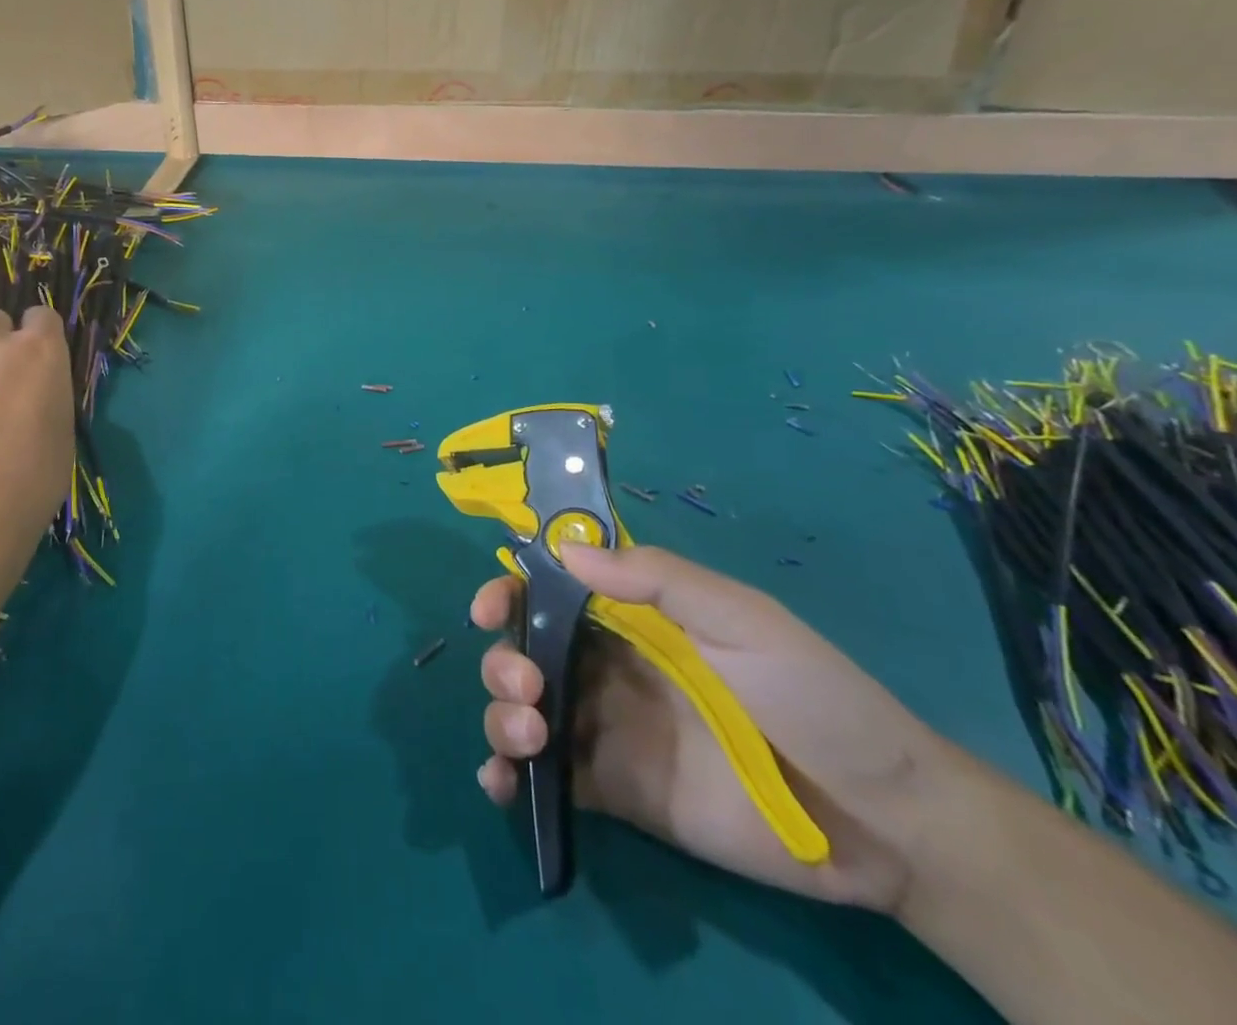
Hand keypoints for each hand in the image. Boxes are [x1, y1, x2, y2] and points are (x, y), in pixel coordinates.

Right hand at [473, 544, 950, 912]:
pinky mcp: (617, 794)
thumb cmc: (814, 696)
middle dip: (503, 662)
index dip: (510, 595)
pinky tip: (501, 784)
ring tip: (528, 734)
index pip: (550, 596)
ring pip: (523, 712)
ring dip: (500, 716)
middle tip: (527, 686)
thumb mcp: (743, 619)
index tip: (490, 610)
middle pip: (524, 653)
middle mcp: (607, 670)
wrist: (884, 820)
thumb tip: (565, 553)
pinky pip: (549, 780)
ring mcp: (608, 733)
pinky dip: (510, 779)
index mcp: (632, 622)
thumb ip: (658, 580)